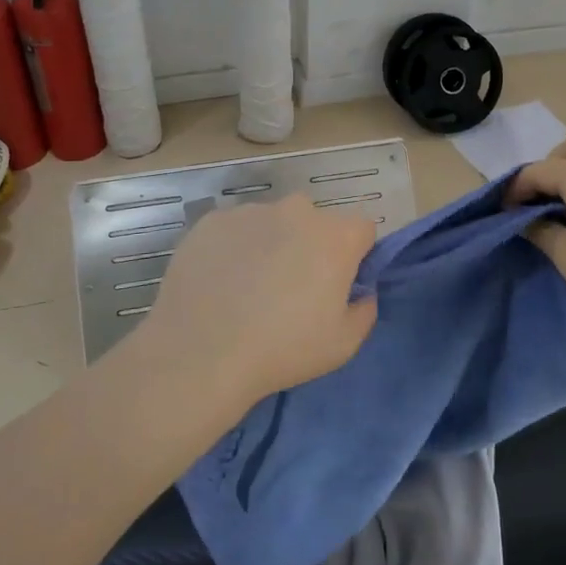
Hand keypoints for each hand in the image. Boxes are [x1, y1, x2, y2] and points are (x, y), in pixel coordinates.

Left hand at [139, 195, 378, 408]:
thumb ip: (364, 310)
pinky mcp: (212, 220)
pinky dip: (234, 248)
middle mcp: (297, 211)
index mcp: (336, 236)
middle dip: (311, 246)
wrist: (200, 353)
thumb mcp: (343, 345)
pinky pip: (235, 230)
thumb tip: (361, 292)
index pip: (362, 230)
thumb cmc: (282, 349)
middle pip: (315, 221)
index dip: (355, 256)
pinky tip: (220, 283)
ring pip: (272, 222)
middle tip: (292, 288)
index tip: (339, 284)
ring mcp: (251, 212)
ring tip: (249, 288)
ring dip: (271, 244)